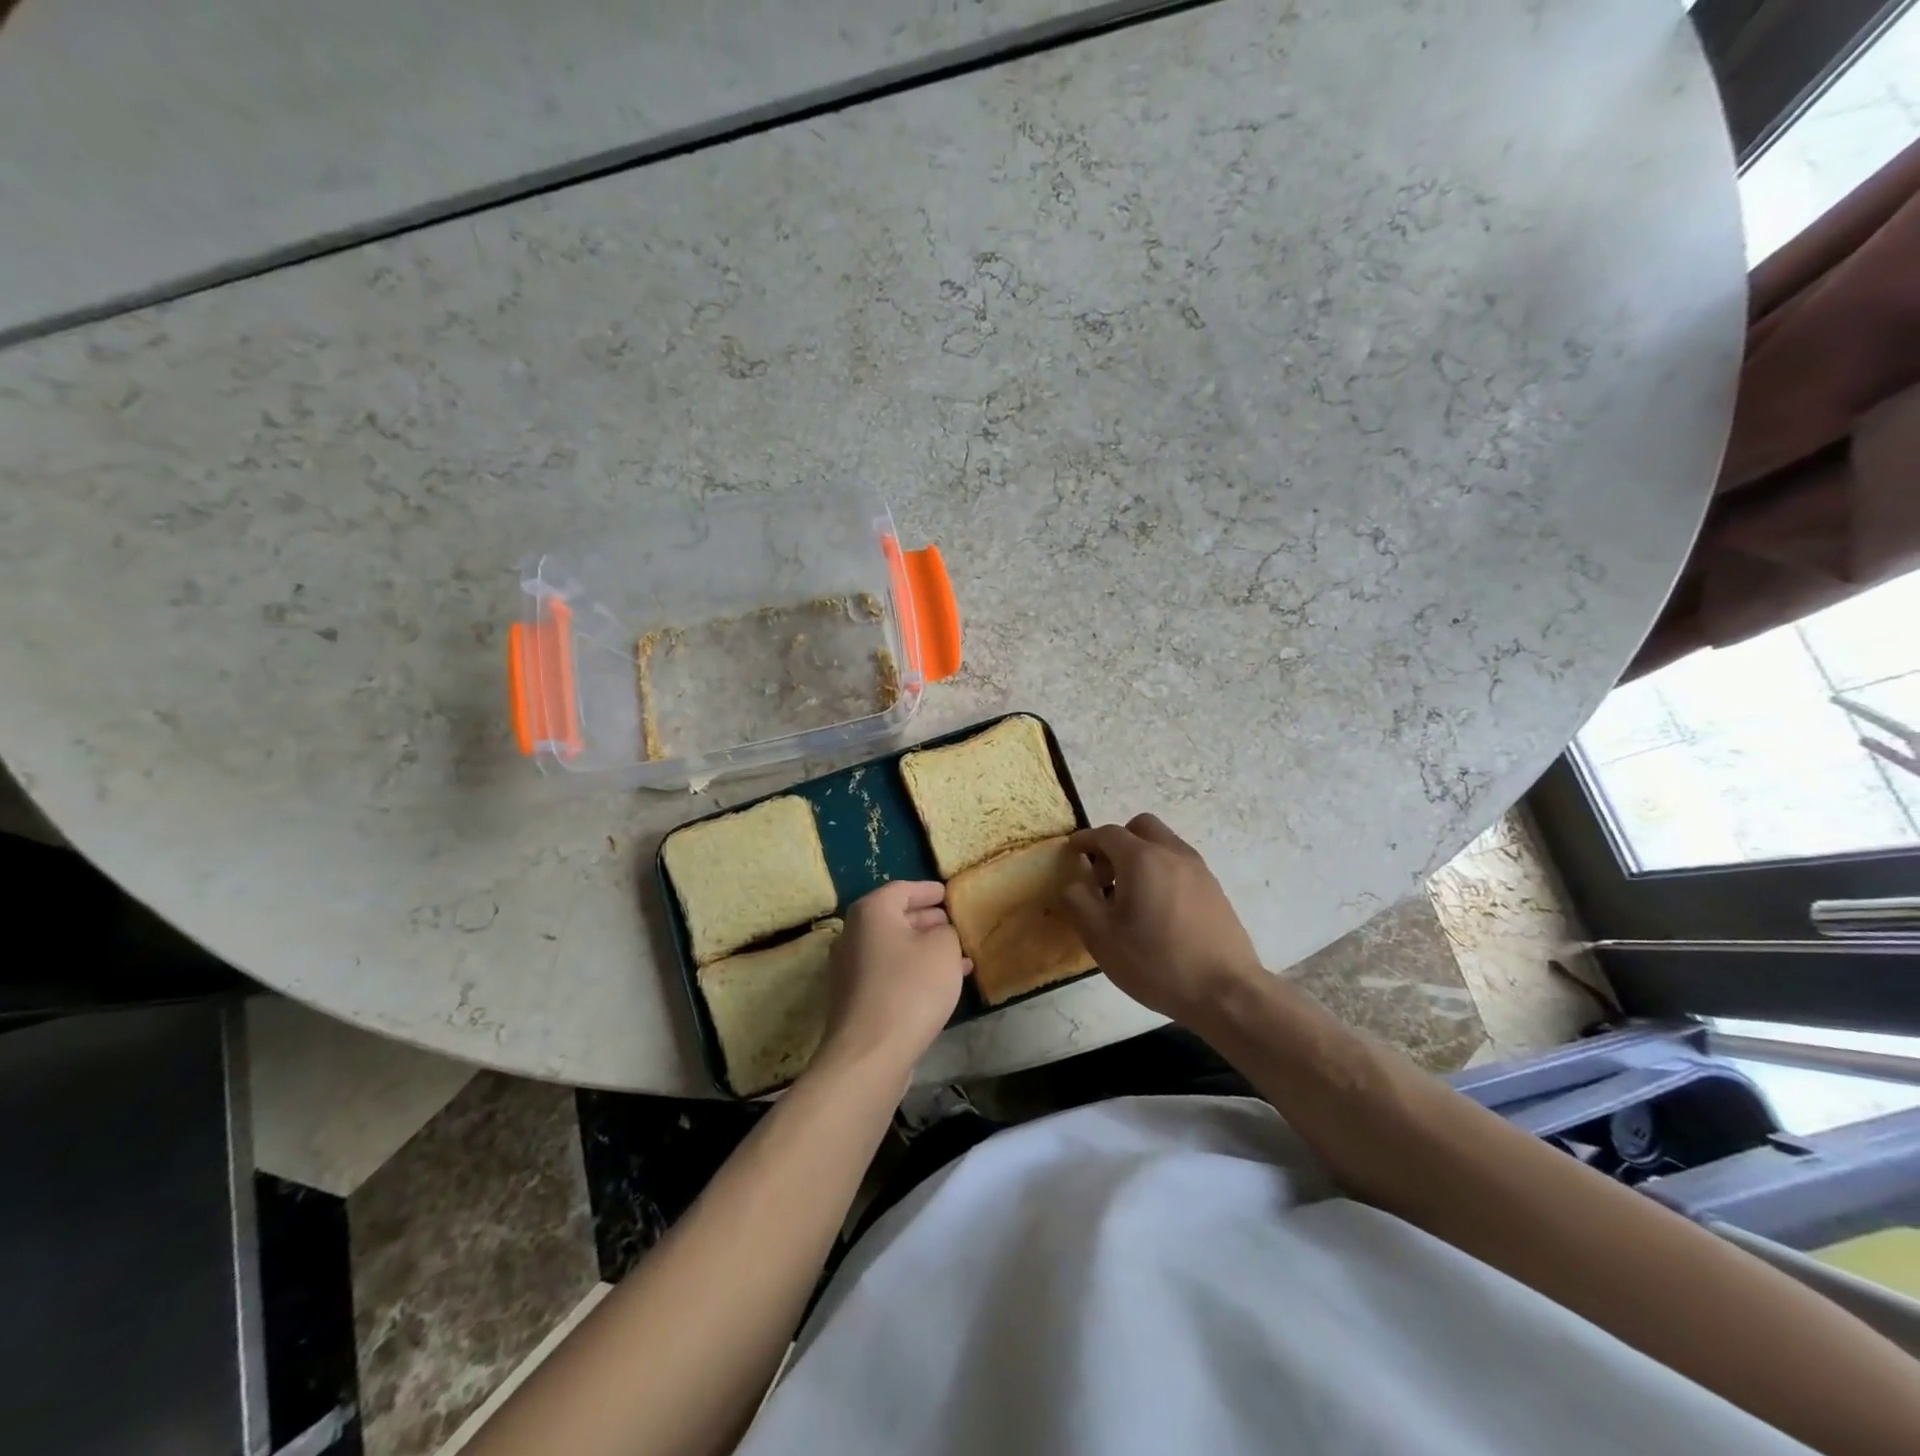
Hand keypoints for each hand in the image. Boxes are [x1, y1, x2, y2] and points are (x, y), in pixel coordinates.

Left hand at [813, 881, 969, 1085]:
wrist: (870, 1054)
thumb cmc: (910, 989)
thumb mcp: (943, 949)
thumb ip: (946, 931)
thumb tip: (939, 933)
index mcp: (871, 912)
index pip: (902, 889)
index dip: (928, 890)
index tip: (948, 894)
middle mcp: (853, 933)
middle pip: (894, 917)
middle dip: (926, 920)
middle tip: (953, 923)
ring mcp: (850, 968)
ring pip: (893, 947)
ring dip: (923, 948)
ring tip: (956, 955)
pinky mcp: (854, 998)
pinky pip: (888, 972)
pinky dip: (913, 970)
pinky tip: (940, 984)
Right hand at [1059, 814, 1264, 1023]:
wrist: (1225, 992)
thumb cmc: (1156, 962)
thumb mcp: (1100, 937)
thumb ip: (1078, 902)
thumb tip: (1074, 884)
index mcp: (1142, 859)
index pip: (1107, 833)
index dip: (1085, 839)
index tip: (1072, 851)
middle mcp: (1173, 853)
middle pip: (1141, 827)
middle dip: (1117, 842)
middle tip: (1104, 876)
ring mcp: (1199, 870)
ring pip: (1163, 845)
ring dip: (1141, 857)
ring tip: (1129, 898)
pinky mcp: (1215, 890)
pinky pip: (1180, 865)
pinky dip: (1161, 872)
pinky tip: (1157, 911)